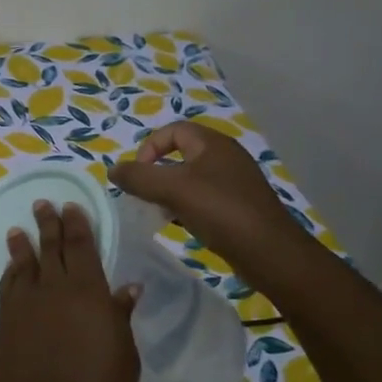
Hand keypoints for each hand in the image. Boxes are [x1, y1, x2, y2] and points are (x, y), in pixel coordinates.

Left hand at [0, 200, 139, 381]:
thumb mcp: (124, 357)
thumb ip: (121, 317)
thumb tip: (126, 287)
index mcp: (88, 292)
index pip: (81, 246)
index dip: (77, 224)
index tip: (71, 205)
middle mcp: (52, 289)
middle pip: (50, 247)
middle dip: (48, 223)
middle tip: (43, 203)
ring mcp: (23, 305)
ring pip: (23, 264)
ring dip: (23, 244)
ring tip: (20, 229)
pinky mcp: (3, 323)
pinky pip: (8, 286)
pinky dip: (11, 272)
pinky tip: (12, 269)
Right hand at [110, 120, 313, 282]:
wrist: (269, 251)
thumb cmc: (219, 211)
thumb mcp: (172, 189)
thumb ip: (138, 177)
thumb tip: (112, 169)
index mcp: (213, 143)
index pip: (173, 130)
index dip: (149, 147)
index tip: (138, 175)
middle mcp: (226, 156)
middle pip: (181, 154)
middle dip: (157, 172)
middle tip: (144, 195)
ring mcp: (235, 182)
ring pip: (192, 179)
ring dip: (170, 192)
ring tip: (159, 212)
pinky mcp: (239, 206)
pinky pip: (204, 198)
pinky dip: (186, 207)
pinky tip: (180, 224)